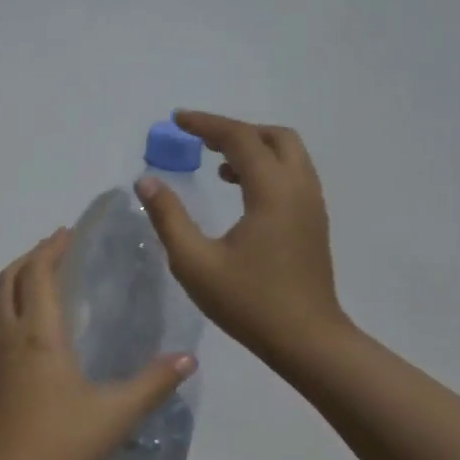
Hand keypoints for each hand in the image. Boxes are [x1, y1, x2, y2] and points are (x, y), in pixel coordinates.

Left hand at [0, 229, 195, 459]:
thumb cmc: (59, 443)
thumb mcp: (116, 414)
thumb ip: (153, 384)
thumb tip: (188, 358)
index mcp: (39, 335)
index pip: (40, 274)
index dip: (52, 248)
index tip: (68, 232)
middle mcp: (9, 336)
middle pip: (9, 279)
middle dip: (31, 257)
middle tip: (55, 249)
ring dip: (15, 283)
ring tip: (38, 282)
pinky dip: (6, 312)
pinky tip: (22, 333)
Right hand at [135, 110, 349, 366]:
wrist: (307, 340)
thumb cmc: (248, 302)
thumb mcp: (195, 263)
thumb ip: (168, 218)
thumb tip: (146, 181)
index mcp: (272, 192)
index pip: (240, 138)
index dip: (206, 124)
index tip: (177, 119)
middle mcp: (299, 188)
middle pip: (274, 137)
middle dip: (236, 130)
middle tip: (201, 140)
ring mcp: (312, 205)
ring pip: (288, 155)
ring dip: (253, 149)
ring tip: (216, 165)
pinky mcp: (313, 223)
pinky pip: (292, 176)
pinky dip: (265, 168)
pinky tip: (239, 193)